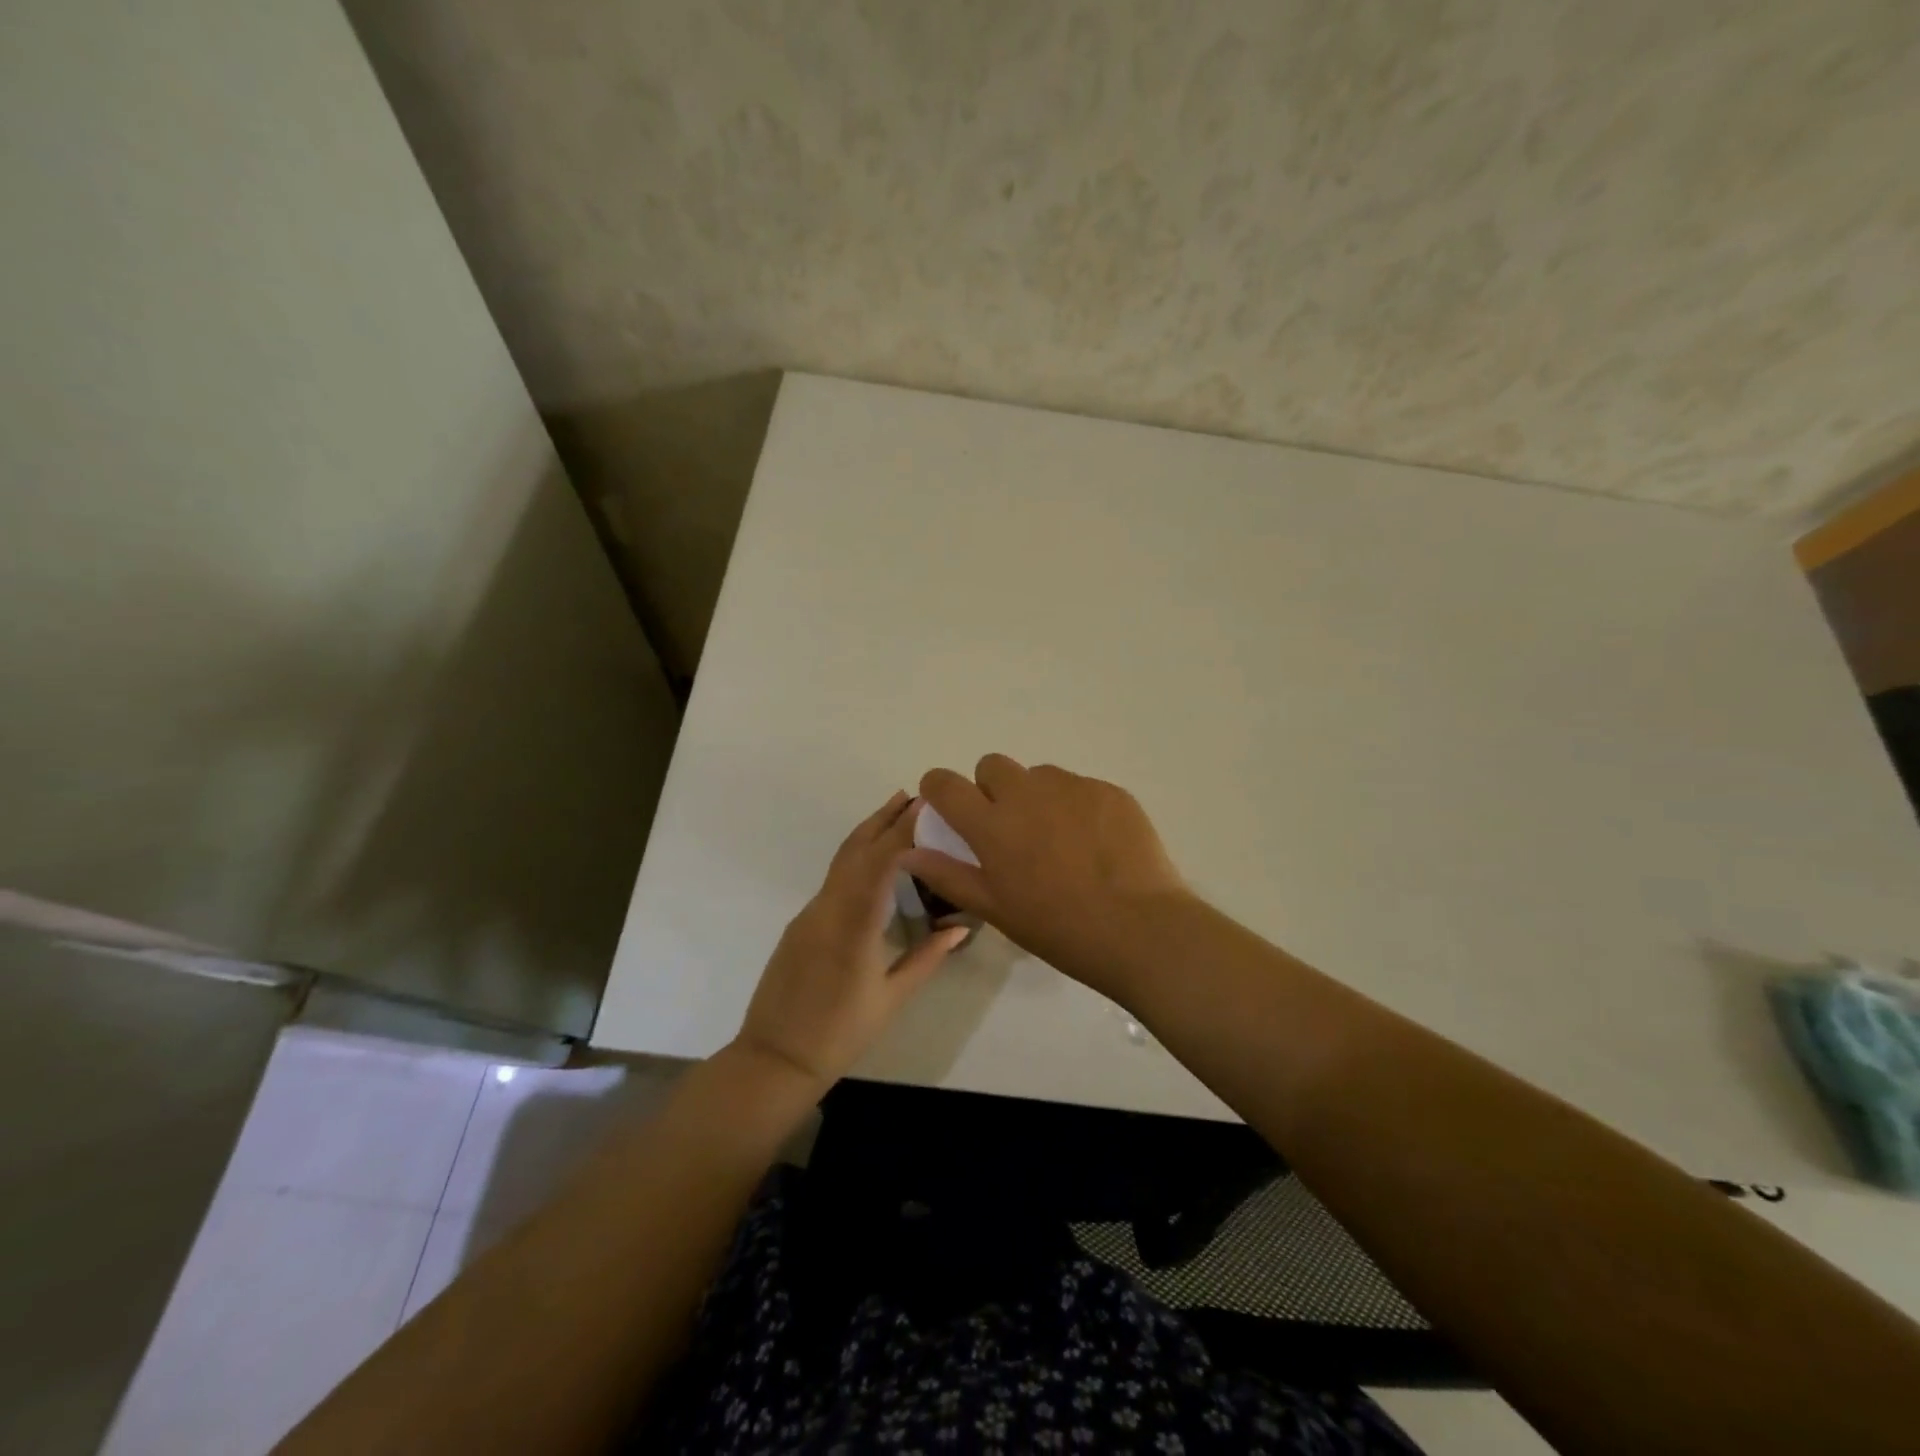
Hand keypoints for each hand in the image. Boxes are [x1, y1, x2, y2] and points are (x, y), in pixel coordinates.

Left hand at [733, 792, 968, 1089]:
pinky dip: (856, 858)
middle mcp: (827, 909)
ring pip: (841, 861)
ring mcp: (809, 914)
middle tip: (913, 795)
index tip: (926, 807)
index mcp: (853, 926)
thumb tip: (961, 929)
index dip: (902, 830)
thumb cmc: (839, 1034)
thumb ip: (927, 958)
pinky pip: (833, 879)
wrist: (775, 1058)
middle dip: (884, 818)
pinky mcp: (801, 923)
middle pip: (855, 850)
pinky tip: (873, 861)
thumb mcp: (891, 999)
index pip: (880, 863)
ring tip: (896, 813)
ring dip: (868, 833)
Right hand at [903, 755, 1188, 994]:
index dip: (939, 790)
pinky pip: (1079, 787)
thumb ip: (948, 874)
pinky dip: (1077, 807)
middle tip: (1011, 829)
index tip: (948, 807)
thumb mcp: (996, 909)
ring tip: (1060, 841)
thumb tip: (908, 853)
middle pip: (992, 765)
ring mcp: (1072, 787)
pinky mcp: (1109, 790)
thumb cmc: (1059, 928)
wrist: (1140, 929)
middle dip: (992, 788)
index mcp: (992, 824)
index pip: (945, 784)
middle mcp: (1027, 793)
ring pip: (1039, 776)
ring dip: (1037, 797)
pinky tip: (1096, 844)